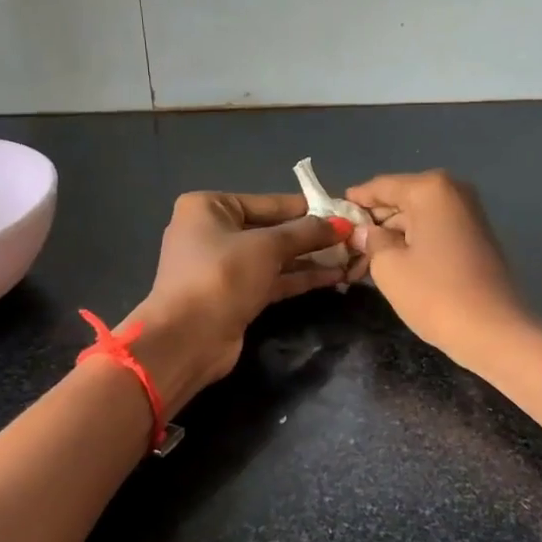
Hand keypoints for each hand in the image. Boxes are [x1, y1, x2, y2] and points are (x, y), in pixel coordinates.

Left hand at [123, 192, 351, 414]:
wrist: (187, 339)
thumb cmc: (221, 276)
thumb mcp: (267, 246)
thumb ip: (306, 232)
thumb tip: (343, 223)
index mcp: (209, 207)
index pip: (268, 203)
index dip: (308, 208)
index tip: (344, 211)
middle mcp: (213, 232)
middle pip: (272, 229)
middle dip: (312, 236)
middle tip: (354, 237)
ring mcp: (223, 266)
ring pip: (275, 257)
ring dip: (311, 259)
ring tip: (352, 258)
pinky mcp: (234, 295)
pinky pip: (272, 279)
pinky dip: (299, 278)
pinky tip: (334, 277)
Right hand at [344, 171, 528, 367]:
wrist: (494, 331)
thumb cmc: (434, 293)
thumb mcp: (388, 266)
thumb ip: (370, 240)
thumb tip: (363, 231)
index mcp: (430, 189)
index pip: (380, 186)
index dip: (353, 201)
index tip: (329, 215)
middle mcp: (452, 191)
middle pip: (400, 200)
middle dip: (373, 222)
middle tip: (343, 246)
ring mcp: (468, 214)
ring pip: (417, 218)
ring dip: (391, 236)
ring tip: (361, 260)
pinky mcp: (475, 237)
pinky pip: (434, 231)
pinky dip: (413, 243)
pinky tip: (391, 263)